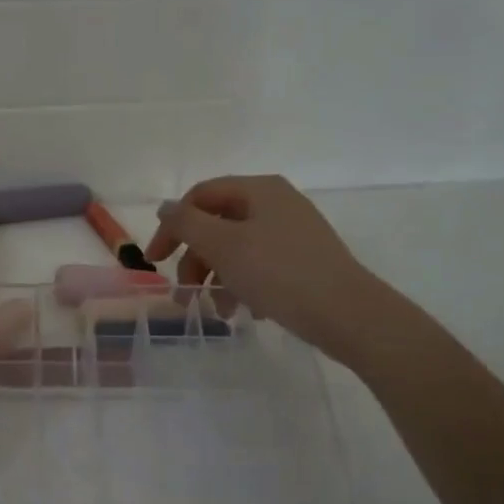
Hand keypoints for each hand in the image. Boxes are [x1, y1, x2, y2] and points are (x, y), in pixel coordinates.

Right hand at [147, 174, 385, 356]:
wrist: (347, 314)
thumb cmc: (279, 273)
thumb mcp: (223, 245)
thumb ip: (186, 223)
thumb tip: (165, 207)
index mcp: (259, 190)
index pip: (200, 196)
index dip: (172, 226)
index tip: (155, 261)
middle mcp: (277, 203)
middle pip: (218, 224)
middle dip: (196, 259)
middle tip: (185, 293)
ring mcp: (293, 232)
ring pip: (237, 249)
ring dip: (217, 278)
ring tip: (217, 311)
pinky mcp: (304, 260)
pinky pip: (260, 266)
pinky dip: (244, 285)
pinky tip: (245, 311)